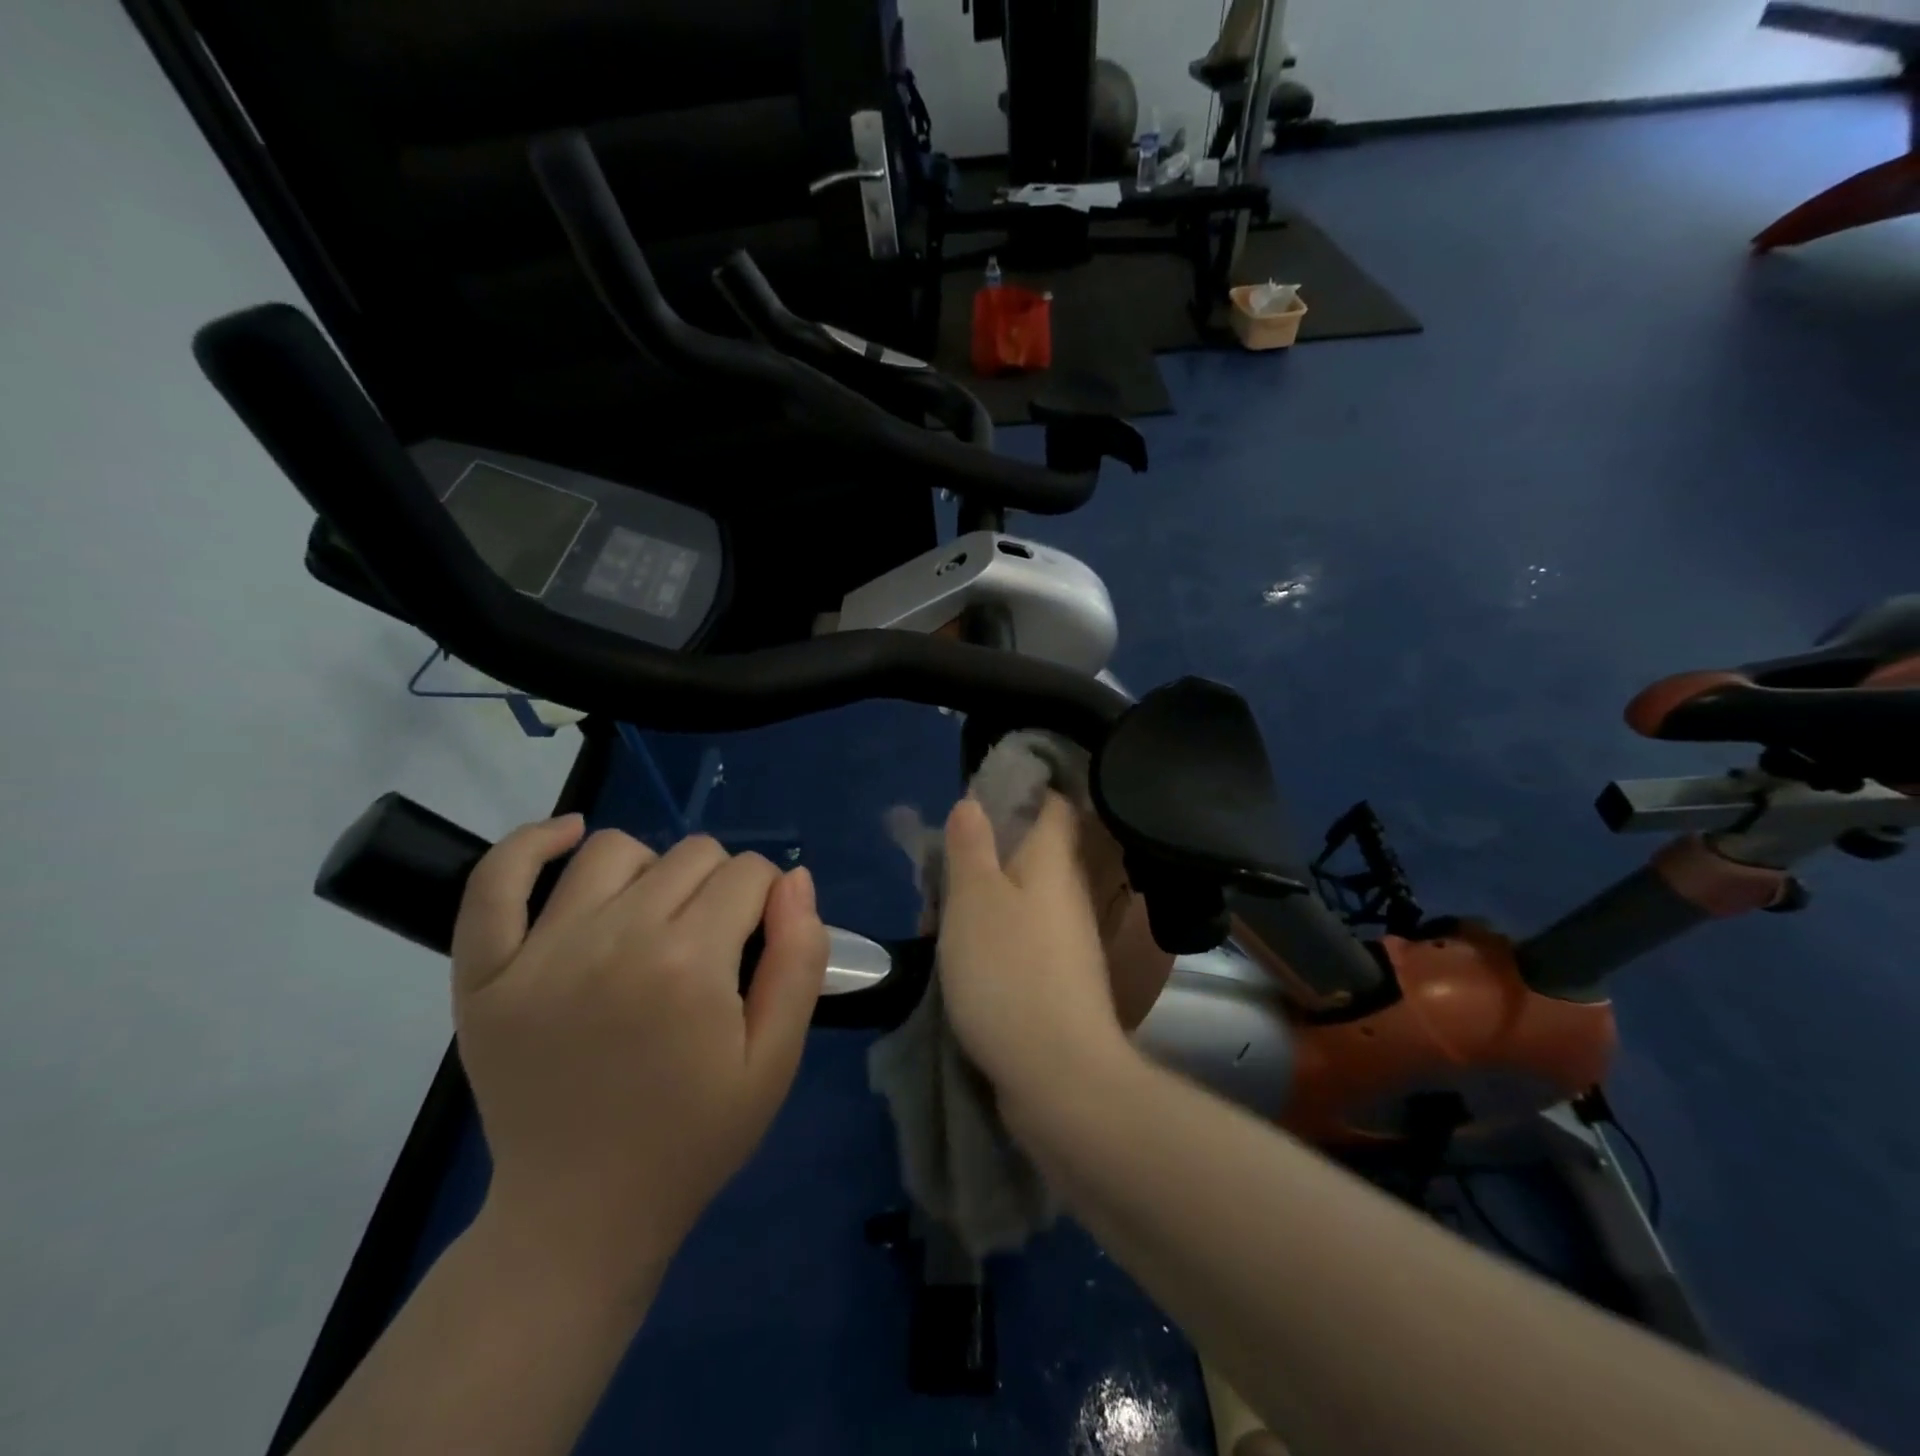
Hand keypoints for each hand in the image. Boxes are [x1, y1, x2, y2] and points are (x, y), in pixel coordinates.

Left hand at [450, 817, 827, 1293]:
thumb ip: (798, 960)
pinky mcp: (483, 974)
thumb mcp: (776, 1060)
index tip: (760, 941)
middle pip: (692, 854)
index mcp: (689, 964)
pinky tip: (569, 838)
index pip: (749, 874)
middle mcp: (613, 939)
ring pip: (615, 850)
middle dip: (721, 886)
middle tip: (715, 944)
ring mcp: (539, 953)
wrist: (581, 1217)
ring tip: (656, 916)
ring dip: (653, 869)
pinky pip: (496, 879)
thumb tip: (794, 880)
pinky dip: (533, 844)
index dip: (768, 899)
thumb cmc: (693, 1138)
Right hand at [937, 793, 1140, 1104]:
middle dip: (986, 852)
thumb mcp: (974, 898)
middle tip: (941, 860)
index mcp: (1053, 862)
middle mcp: (1068, 894)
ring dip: (983, 898)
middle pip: (1032, 853)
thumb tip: (974, 802)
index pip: (1054, 804)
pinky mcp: (1058, 980)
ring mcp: (1067, 940)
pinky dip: (992, 936)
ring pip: (1022, 899)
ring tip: (938, 910)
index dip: (1024, 788)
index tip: (983, 789)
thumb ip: (971, 846)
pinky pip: (1021, 938)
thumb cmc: (1008, 971)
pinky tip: (961, 954)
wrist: (1057, 1075)